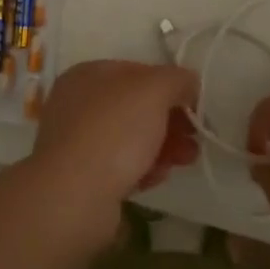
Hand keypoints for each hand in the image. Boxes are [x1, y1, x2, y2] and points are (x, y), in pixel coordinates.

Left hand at [25, 60, 199, 229]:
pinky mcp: (82, 177)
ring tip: (186, 160)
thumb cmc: (114, 131)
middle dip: (171, 120)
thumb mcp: (154, 90)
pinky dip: (142, 169)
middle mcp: (78, 104)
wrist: (74, 196)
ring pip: (131, 138)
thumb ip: (177, 79)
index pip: (138, 72)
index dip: (170, 85)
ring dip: (163, 146)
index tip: (194, 104)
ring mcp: (77, 142)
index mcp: (88, 74)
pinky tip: (156, 178)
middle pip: (136, 107)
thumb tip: (189, 83)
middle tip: (195, 137)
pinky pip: (120, 167)